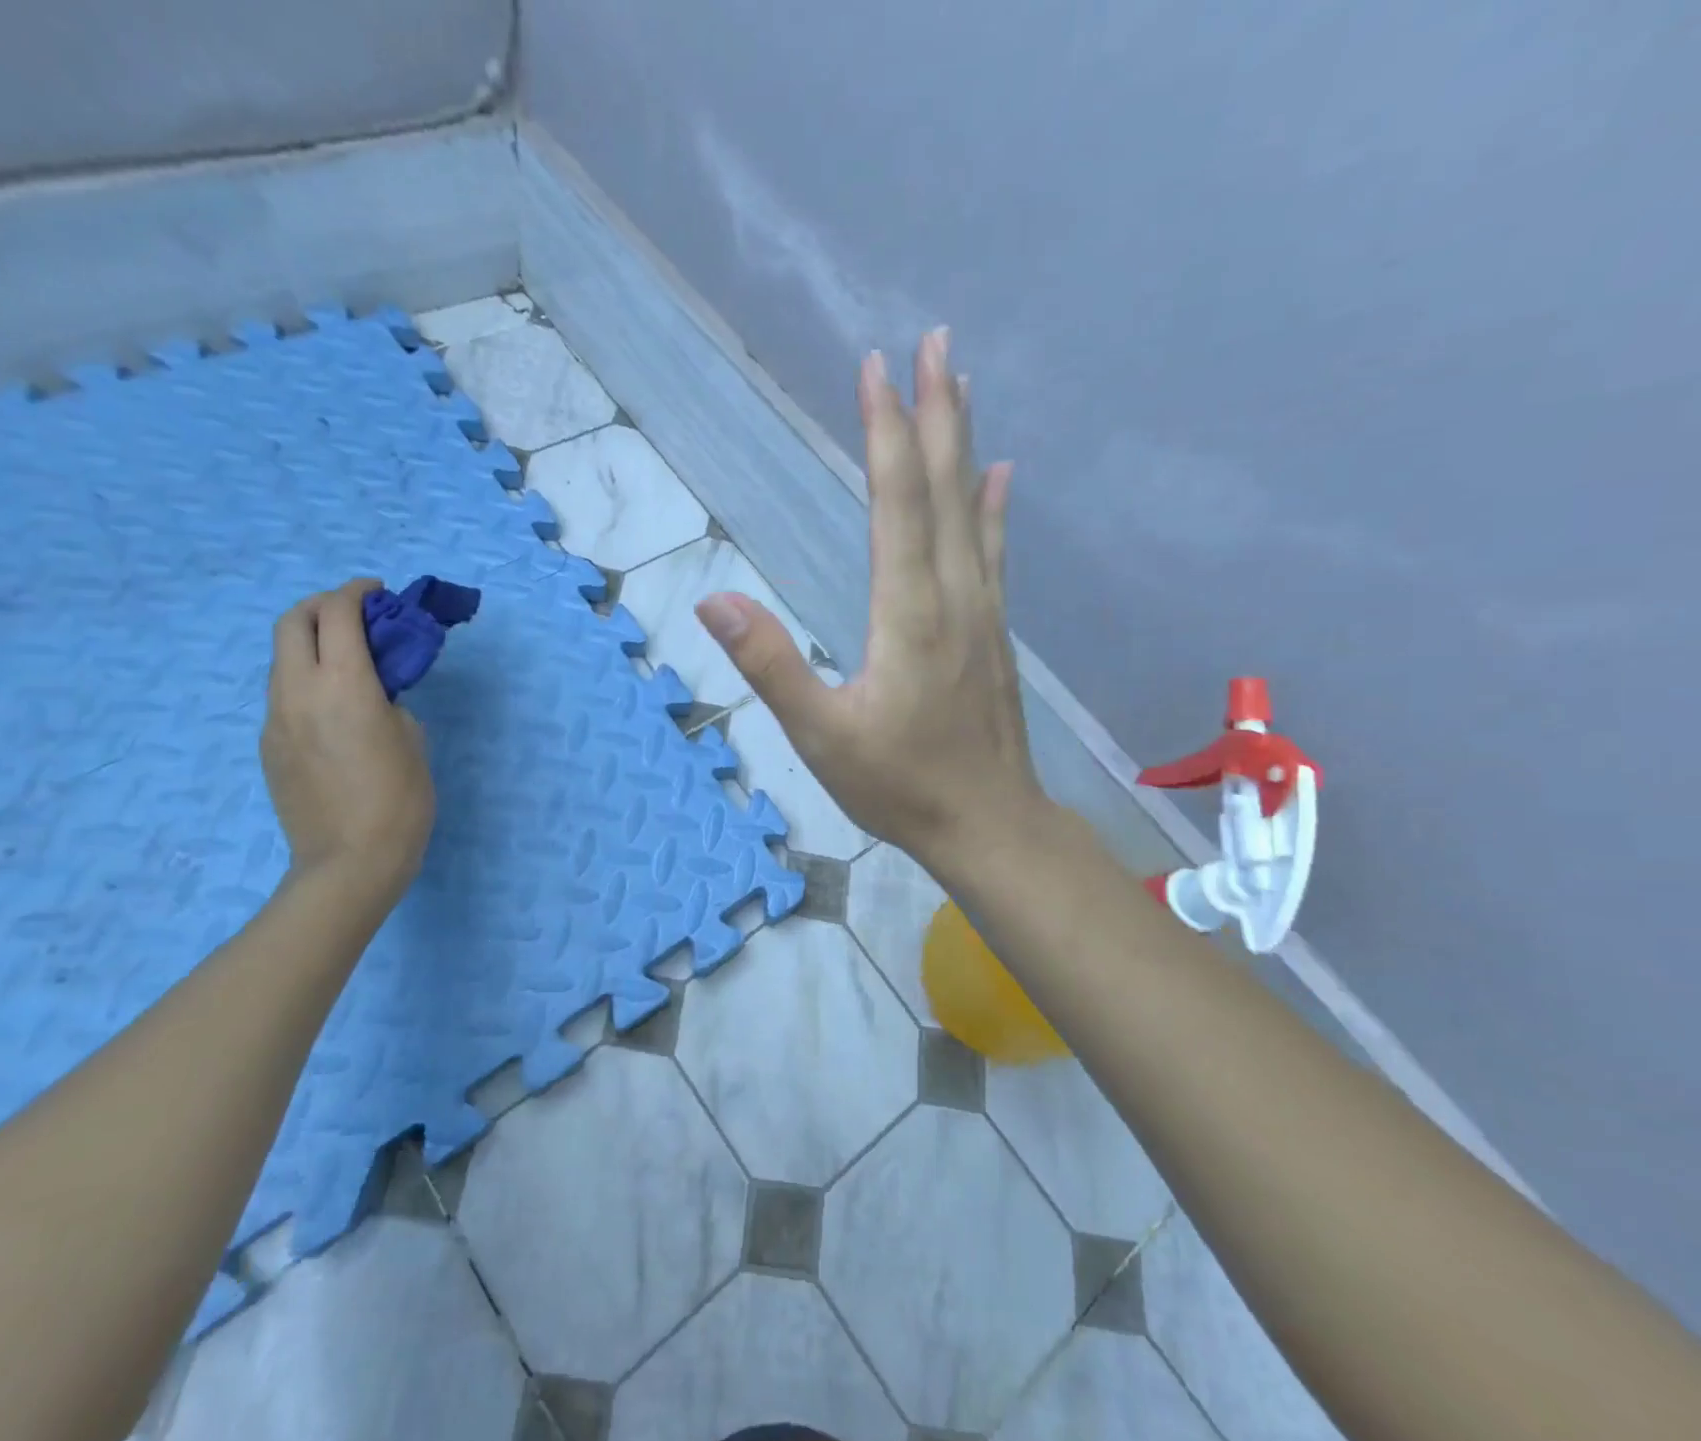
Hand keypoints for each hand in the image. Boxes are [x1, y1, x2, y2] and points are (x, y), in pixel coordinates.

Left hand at [261, 578, 435, 911]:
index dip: (357, 592)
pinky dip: (306, 680)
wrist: (349, 862)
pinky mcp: (269, 745)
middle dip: (322, 605)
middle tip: (354, 615)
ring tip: (347, 661)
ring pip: (282, 658)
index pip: (339, 613)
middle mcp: (299, 692)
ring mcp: (276, 719)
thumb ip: (390, 701)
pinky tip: (334, 709)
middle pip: (292, 621)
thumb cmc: (400, 801)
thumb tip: (374, 692)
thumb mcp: (413, 739)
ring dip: (311, 643)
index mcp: (344, 685)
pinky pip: (283, 695)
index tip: (378, 593)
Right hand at [694, 328, 1040, 868]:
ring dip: (964, 442)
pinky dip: (993, 506)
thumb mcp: (821, 736)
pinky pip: (992, 550)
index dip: (884, 431)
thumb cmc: (899, 786)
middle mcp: (953, 594)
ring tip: (960, 384)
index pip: (896, 501)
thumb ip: (771, 666)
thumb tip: (715, 601)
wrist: (988, 823)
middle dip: (933, 411)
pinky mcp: (993, 630)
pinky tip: (1001, 476)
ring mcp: (982, 610)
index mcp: (908, 612)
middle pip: (943, 487)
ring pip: (973, 510)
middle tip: (932, 342)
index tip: (875, 369)